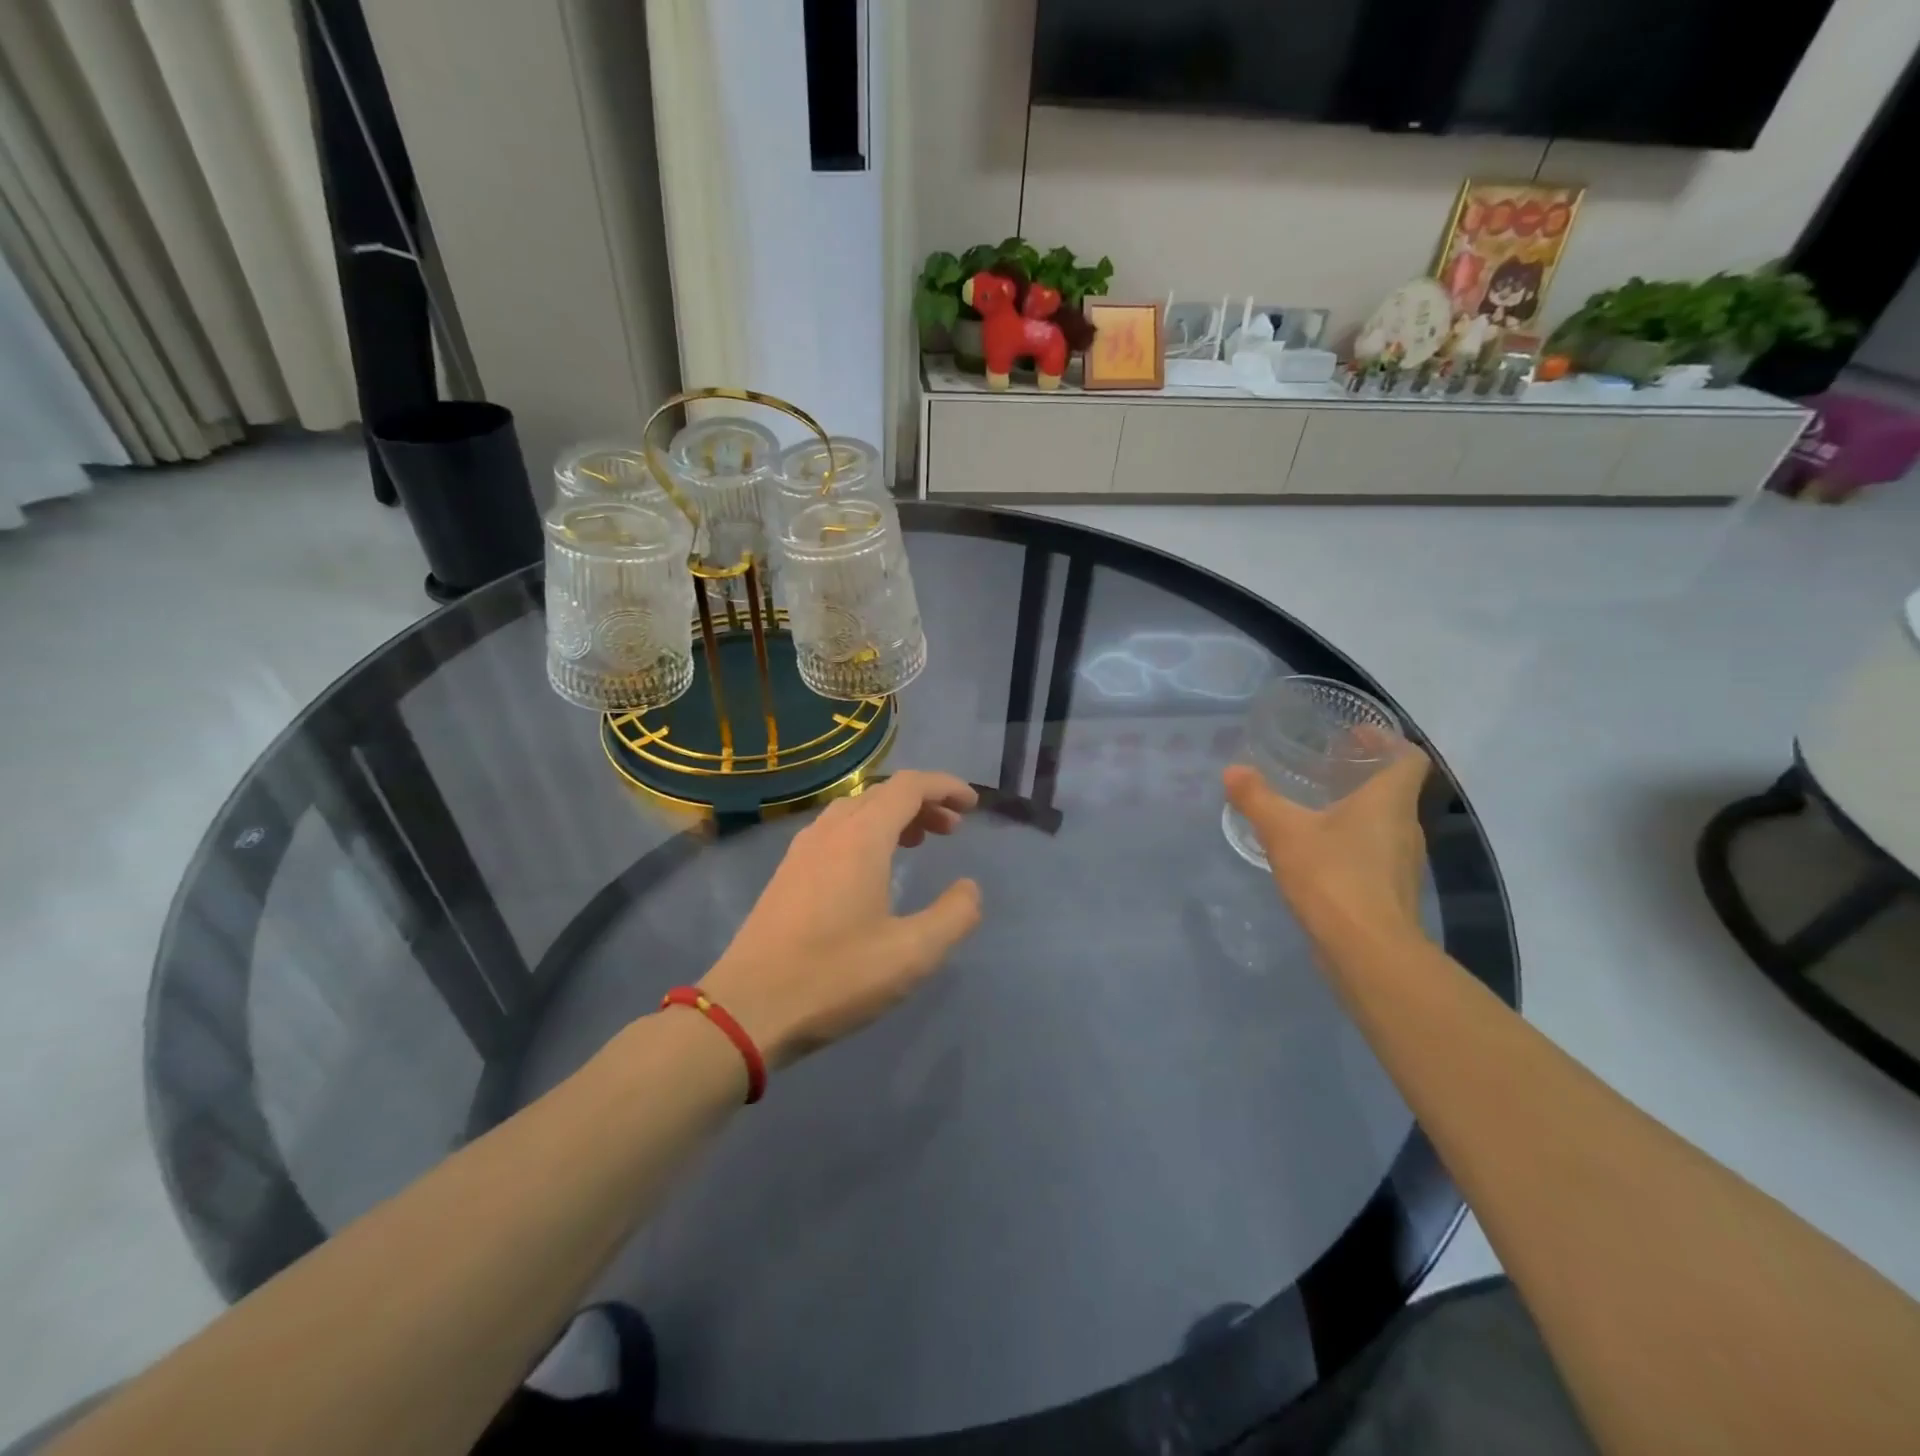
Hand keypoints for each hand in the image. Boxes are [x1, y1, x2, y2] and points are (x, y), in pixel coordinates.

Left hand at [698, 771, 982, 1068]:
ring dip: (892, 815)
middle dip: (923, 802)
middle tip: (952, 829)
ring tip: (918, 842)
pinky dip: (866, 831)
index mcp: (862, 838)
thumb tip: (969, 889)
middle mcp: (830, 831)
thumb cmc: (835, 977)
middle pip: (883, 793)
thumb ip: (954, 916)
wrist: (747, 1009)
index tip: (973, 804)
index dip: (945, 786)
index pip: (909, 786)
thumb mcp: (912, 954)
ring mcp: (802, 850)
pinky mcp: (786, 873)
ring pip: (855, 810)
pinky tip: (871, 868)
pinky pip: (835, 830)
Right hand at [1223, 736, 1431, 952]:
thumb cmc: (1333, 876)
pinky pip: (1374, 856)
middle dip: (1362, 777)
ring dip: (1357, 814)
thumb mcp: (1284, 831)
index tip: (1355, 736)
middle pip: (1394, 791)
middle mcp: (1406, 827)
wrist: (1367, 951)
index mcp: (1389, 801)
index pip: (1409, 758)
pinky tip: (1318, 856)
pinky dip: (1352, 847)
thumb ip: (1257, 798)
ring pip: (1384, 825)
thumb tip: (1232, 771)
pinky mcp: (1391, 894)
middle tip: (1323, 770)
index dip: (1387, 741)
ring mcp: (1402, 864)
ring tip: (1315, 811)